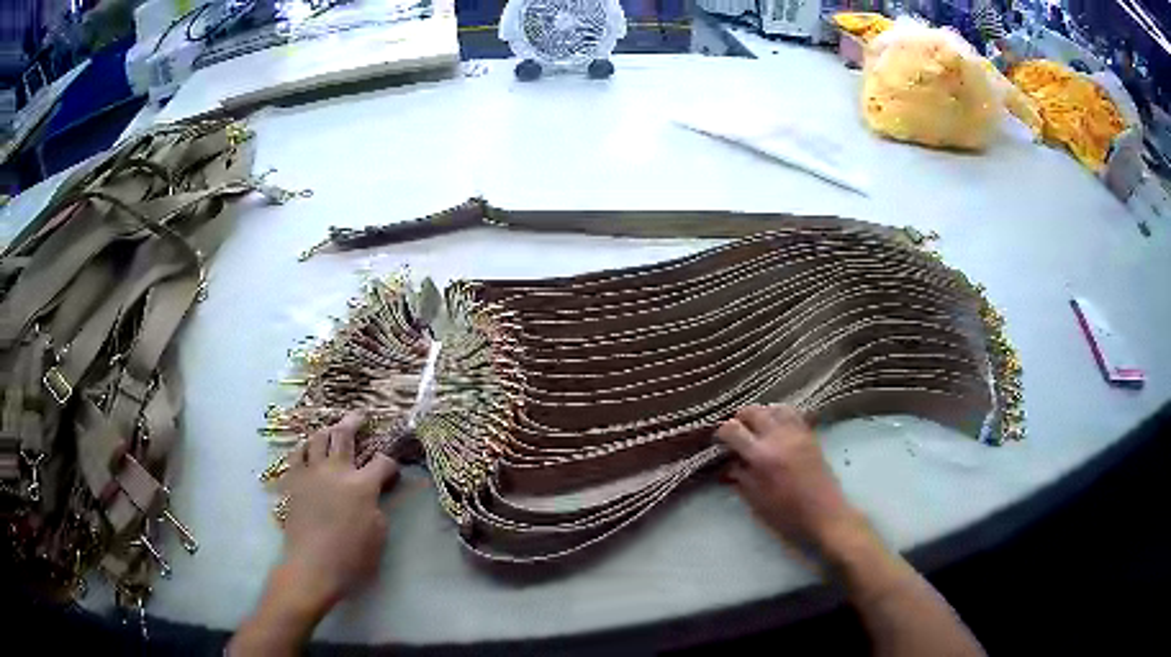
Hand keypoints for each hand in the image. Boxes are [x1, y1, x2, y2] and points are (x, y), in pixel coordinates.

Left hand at [280, 412, 399, 609]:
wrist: (312, 566)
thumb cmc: (351, 556)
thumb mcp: (378, 534)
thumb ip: (378, 507)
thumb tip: (373, 495)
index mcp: (362, 485)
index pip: (382, 462)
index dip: (391, 463)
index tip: (392, 469)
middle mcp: (336, 471)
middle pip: (344, 435)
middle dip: (355, 422)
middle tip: (360, 416)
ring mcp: (312, 473)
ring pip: (318, 438)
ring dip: (328, 430)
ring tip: (333, 429)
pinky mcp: (294, 480)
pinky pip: (298, 453)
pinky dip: (305, 446)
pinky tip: (309, 448)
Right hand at [716, 405, 858, 550]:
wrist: (826, 515)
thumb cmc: (788, 515)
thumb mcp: (756, 501)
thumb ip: (741, 478)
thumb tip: (729, 464)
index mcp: (762, 456)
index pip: (733, 429)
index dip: (721, 433)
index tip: (718, 442)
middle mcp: (779, 437)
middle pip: (753, 411)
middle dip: (739, 419)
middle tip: (735, 433)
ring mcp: (797, 433)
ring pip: (774, 408)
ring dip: (761, 413)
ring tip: (756, 427)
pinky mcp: (810, 435)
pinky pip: (793, 413)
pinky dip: (780, 414)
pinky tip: (777, 427)